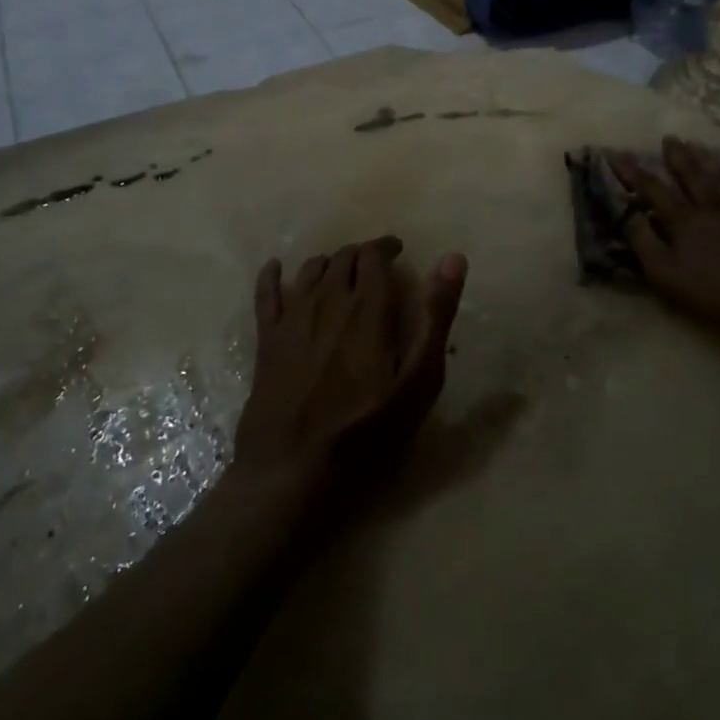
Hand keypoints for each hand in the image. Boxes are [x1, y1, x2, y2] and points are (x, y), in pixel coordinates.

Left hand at [235, 237, 468, 504]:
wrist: (292, 472)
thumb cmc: (366, 432)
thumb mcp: (418, 381)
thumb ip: (436, 317)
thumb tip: (454, 258)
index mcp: (367, 308)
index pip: (374, 255)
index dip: (386, 247)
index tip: (397, 252)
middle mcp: (328, 301)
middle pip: (343, 258)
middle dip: (361, 255)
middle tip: (375, 267)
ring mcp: (292, 319)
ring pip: (310, 270)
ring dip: (329, 263)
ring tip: (340, 274)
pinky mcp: (266, 341)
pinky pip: (265, 294)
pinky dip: (271, 275)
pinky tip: (275, 268)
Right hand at [608, 137, 719, 328]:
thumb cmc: (719, 287)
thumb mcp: (668, 275)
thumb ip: (644, 244)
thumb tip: (626, 215)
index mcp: (682, 219)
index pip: (651, 188)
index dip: (631, 171)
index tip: (615, 153)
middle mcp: (709, 203)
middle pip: (689, 173)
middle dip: (675, 156)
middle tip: (667, 138)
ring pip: (718, 173)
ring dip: (704, 157)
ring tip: (694, 143)